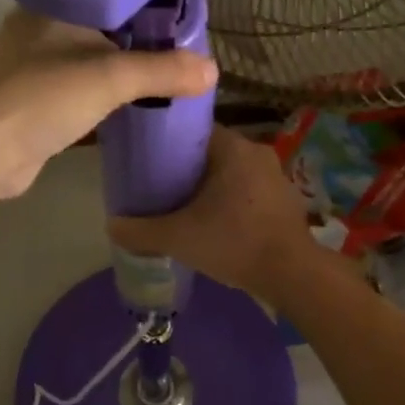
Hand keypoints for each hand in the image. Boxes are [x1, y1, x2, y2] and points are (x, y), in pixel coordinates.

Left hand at [0, 9, 215, 204]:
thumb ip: (163, 70)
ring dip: (125, 68)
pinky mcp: (36, 101)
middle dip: (142, 37)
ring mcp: (34, 67)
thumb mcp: (110, 78)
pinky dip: (108, 93)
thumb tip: (213, 70)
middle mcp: (40, 29)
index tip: (184, 12)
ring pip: (92, 59)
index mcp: (51, 5)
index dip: (148, 0)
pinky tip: (137, 101)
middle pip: (104, 25)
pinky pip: (83, 89)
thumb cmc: (41, 99)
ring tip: (171, 71)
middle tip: (185, 45)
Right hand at [108, 127, 326, 302]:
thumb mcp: (178, 237)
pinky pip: (249, 189)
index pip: (194, 130)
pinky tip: (216, 222)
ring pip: (232, 172)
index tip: (149, 161)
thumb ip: (141, 230)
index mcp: (233, 147)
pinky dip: (232, 200)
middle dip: (187, 168)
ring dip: (211, 185)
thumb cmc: (234, 242)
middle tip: (161, 187)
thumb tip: (112, 225)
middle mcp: (257, 151)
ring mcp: (276, 175)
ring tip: (184, 206)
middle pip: (212, 151)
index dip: (168, 143)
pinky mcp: (286, 198)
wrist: (292, 273)